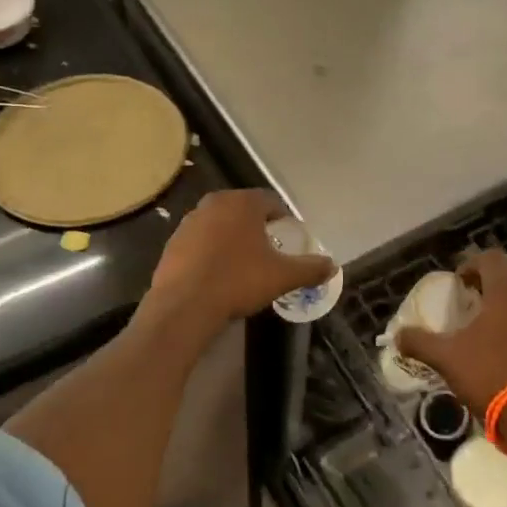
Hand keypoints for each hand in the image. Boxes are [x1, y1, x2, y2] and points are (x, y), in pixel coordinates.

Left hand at [147, 189, 333, 327]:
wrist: (185, 305)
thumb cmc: (238, 281)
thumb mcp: (281, 277)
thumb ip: (309, 268)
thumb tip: (333, 266)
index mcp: (243, 203)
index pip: (270, 201)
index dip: (282, 218)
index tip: (288, 237)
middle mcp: (215, 203)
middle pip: (243, 209)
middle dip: (256, 226)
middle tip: (268, 250)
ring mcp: (190, 221)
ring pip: (219, 223)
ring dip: (231, 237)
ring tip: (242, 263)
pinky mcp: (173, 241)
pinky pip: (200, 241)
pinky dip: (210, 251)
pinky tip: (216, 274)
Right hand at [396, 248, 506, 415]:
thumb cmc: (490, 375)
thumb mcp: (447, 358)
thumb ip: (420, 342)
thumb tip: (398, 336)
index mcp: (506, 291)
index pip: (490, 257)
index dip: (470, 264)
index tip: (457, 283)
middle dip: (486, 282)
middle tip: (467, 300)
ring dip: (503, 302)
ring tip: (483, 324)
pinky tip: (503, 346)